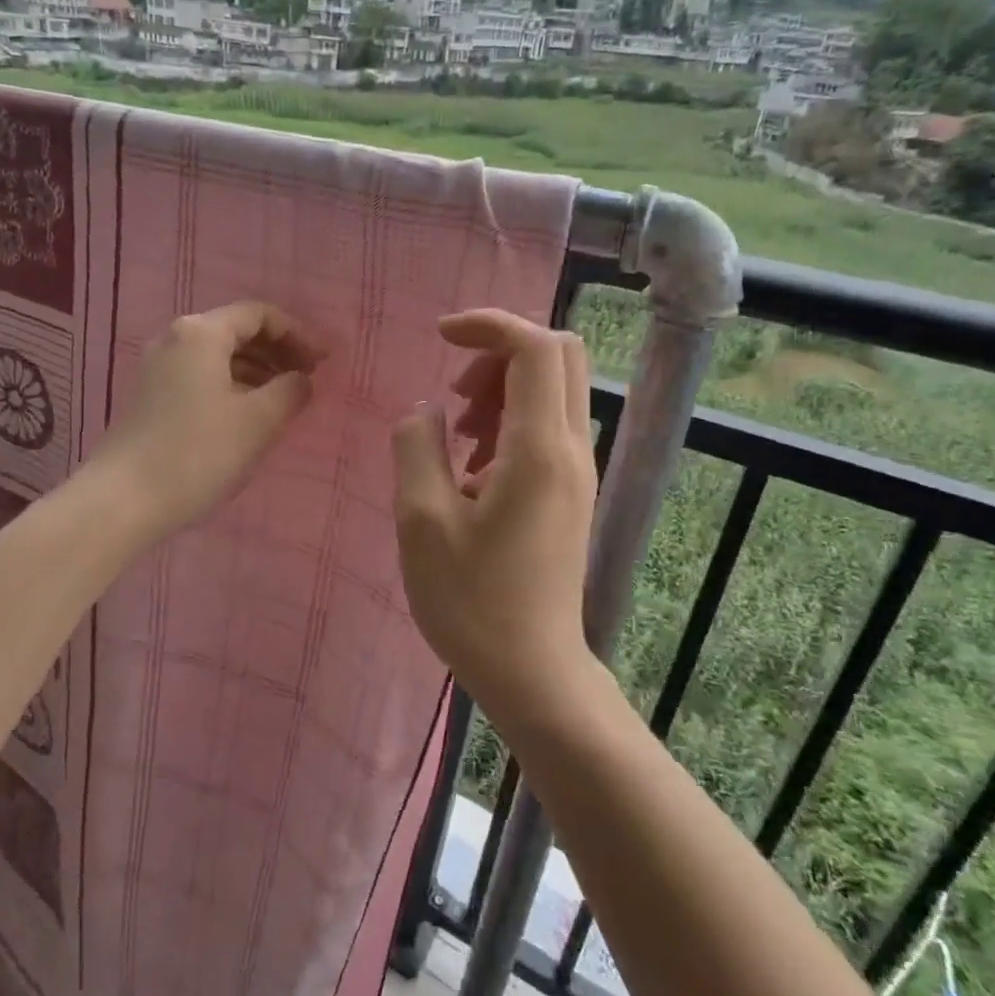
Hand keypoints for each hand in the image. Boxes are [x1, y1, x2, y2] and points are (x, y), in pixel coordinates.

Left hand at [93, 301, 324, 539]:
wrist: (123, 499)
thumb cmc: (197, 453)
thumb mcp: (257, 421)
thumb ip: (290, 391)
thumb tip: (301, 379)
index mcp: (201, 333)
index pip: (259, 314)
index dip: (297, 334)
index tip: (323, 362)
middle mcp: (175, 338)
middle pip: (237, 331)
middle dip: (277, 351)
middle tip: (308, 378)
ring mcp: (157, 367)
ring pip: (218, 356)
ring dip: (256, 370)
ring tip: (284, 399)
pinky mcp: (150, 395)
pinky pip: (201, 375)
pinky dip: (232, 385)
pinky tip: (248, 414)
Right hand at [391, 310, 597, 725]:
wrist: (532, 671)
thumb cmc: (470, 601)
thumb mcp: (420, 519)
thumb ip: (417, 446)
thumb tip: (425, 410)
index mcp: (539, 449)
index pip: (534, 346)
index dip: (488, 324)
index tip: (440, 336)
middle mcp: (572, 449)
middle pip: (556, 356)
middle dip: (499, 353)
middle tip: (454, 393)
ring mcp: (578, 472)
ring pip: (553, 390)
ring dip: (502, 390)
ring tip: (456, 437)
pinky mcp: (570, 492)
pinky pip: (548, 427)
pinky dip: (510, 421)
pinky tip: (471, 469)